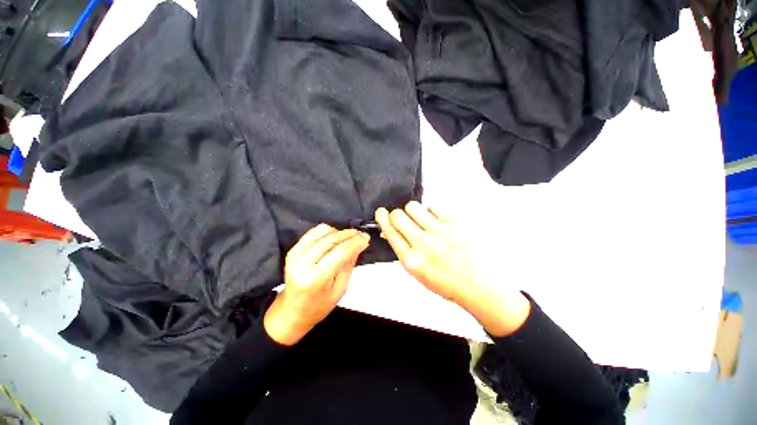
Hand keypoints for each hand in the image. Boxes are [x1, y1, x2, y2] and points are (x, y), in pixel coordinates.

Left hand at [264, 224, 369, 344]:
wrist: (293, 310)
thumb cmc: (318, 305)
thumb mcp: (340, 289)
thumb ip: (349, 264)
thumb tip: (359, 244)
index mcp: (315, 278)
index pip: (341, 252)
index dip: (356, 242)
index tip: (365, 238)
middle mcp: (303, 264)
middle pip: (332, 239)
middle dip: (350, 234)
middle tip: (361, 235)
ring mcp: (296, 255)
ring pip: (323, 231)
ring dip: (339, 232)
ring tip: (347, 239)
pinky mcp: (293, 249)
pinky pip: (313, 232)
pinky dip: (327, 232)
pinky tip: (334, 239)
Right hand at [375, 202, 530, 336]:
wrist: (478, 285)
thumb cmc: (448, 281)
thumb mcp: (418, 272)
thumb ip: (403, 251)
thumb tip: (390, 231)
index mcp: (412, 260)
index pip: (390, 232)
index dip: (383, 219)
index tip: (382, 212)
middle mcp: (423, 245)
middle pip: (398, 215)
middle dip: (396, 214)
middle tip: (403, 218)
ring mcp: (439, 232)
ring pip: (413, 207)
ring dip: (413, 211)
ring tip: (422, 219)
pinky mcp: (454, 223)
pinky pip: (434, 206)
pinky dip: (432, 211)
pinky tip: (438, 220)